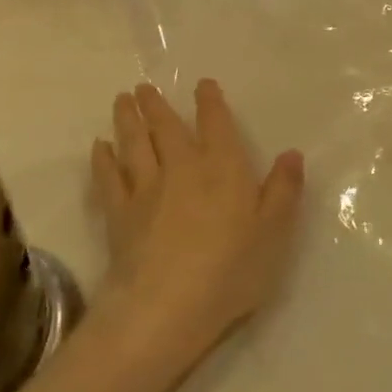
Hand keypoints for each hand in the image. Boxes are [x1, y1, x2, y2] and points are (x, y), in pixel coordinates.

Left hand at [88, 82, 304, 379]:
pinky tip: (99, 147)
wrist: (166, 306)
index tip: (202, 85)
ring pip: (134, 144)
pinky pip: (108, 178)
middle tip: (143, 88)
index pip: (216, 124)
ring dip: (128, 120)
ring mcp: (146, 189)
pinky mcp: (119, 214)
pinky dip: (103, 160)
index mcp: (223, 167)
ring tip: (122, 100)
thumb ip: (283, 190)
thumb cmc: (231, 270)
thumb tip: (292, 153)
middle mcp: (182, 167)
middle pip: (166, 128)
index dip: (209, 102)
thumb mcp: (274, 233)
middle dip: (156, 105)